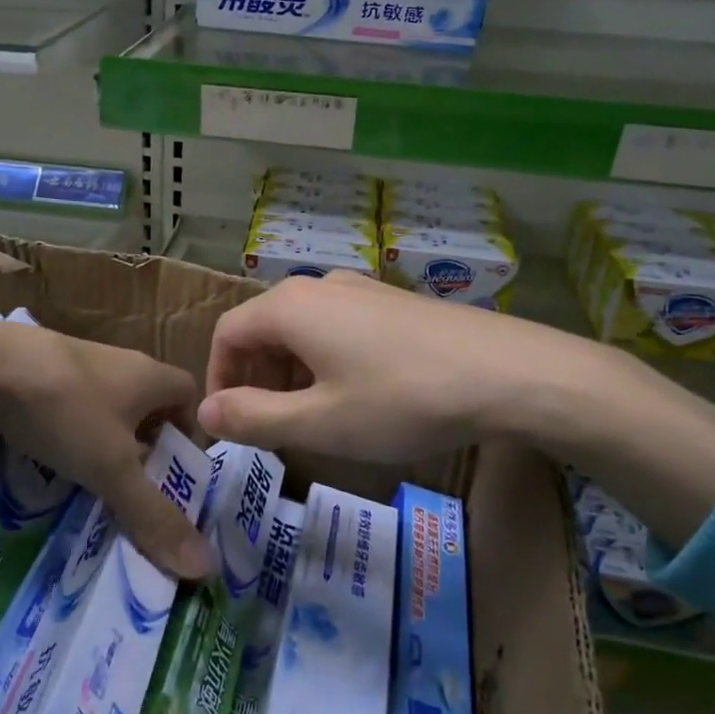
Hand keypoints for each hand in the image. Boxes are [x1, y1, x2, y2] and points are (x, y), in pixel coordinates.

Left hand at [0, 316, 206, 578]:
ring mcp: (76, 363)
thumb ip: (154, 516)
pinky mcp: (38, 371)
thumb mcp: (113, 469)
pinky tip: (49, 464)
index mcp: (149, 375)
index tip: (175, 472)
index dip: (188, 431)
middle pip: (146, 404)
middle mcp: (119, 363)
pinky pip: (68, 406)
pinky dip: (67, 435)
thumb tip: (205, 567)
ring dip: (104, 443)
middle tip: (135, 491)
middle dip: (145, 447)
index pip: (188, 394)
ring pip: (104, 407)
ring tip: (93, 486)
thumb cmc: (65, 411)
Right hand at [200, 272, 555, 462]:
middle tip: (270, 428)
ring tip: (313, 419)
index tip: (230, 424)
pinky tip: (359, 396)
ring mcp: (362, 289)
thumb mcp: (319, 422)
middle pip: (263, 329)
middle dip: (256, 379)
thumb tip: (206, 412)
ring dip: (291, 373)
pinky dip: (326, 362)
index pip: (227, 333)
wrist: (508, 372)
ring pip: (303, 329)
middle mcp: (320, 285)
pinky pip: (338, 327)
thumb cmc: (402, 399)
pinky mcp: (393, 303)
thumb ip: (254, 418)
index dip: (218, 379)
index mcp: (290, 306)